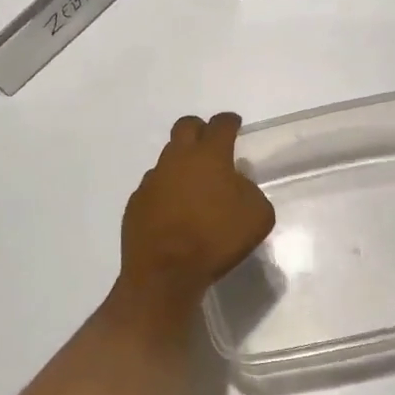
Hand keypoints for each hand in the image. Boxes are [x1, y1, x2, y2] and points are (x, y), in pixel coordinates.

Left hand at [120, 113, 275, 306]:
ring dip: (181, 162)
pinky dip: (166, 190)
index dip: (229, 121)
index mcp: (209, 155)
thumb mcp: (257, 216)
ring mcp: (153, 178)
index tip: (234, 124)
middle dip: (199, 129)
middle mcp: (178, 158)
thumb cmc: (216, 239)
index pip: (220, 125)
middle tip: (210, 143)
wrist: (165, 272)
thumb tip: (236, 184)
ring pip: (168, 156)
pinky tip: (174, 209)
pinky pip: (154, 185)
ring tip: (193, 184)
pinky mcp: (137, 201)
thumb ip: (250, 191)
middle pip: (186, 127)